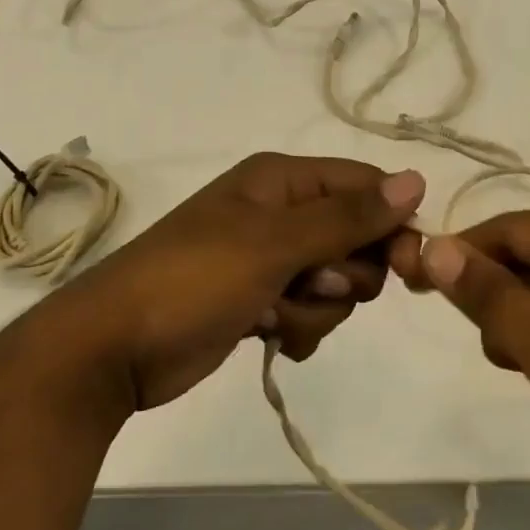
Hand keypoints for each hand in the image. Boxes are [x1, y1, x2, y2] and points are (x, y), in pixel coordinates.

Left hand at [71, 153, 423, 410]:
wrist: (113, 350)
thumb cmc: (194, 280)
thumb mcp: (275, 244)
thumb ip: (348, 217)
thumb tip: (416, 180)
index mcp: (282, 180)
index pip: (365, 185)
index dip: (391, 222)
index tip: (407, 265)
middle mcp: (280, 212)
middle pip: (356, 236)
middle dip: (345, 272)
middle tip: (313, 283)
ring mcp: (269, 258)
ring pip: (336, 280)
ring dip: (317, 305)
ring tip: (275, 313)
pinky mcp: (260, 299)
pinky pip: (310, 309)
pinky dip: (299, 325)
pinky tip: (270, 334)